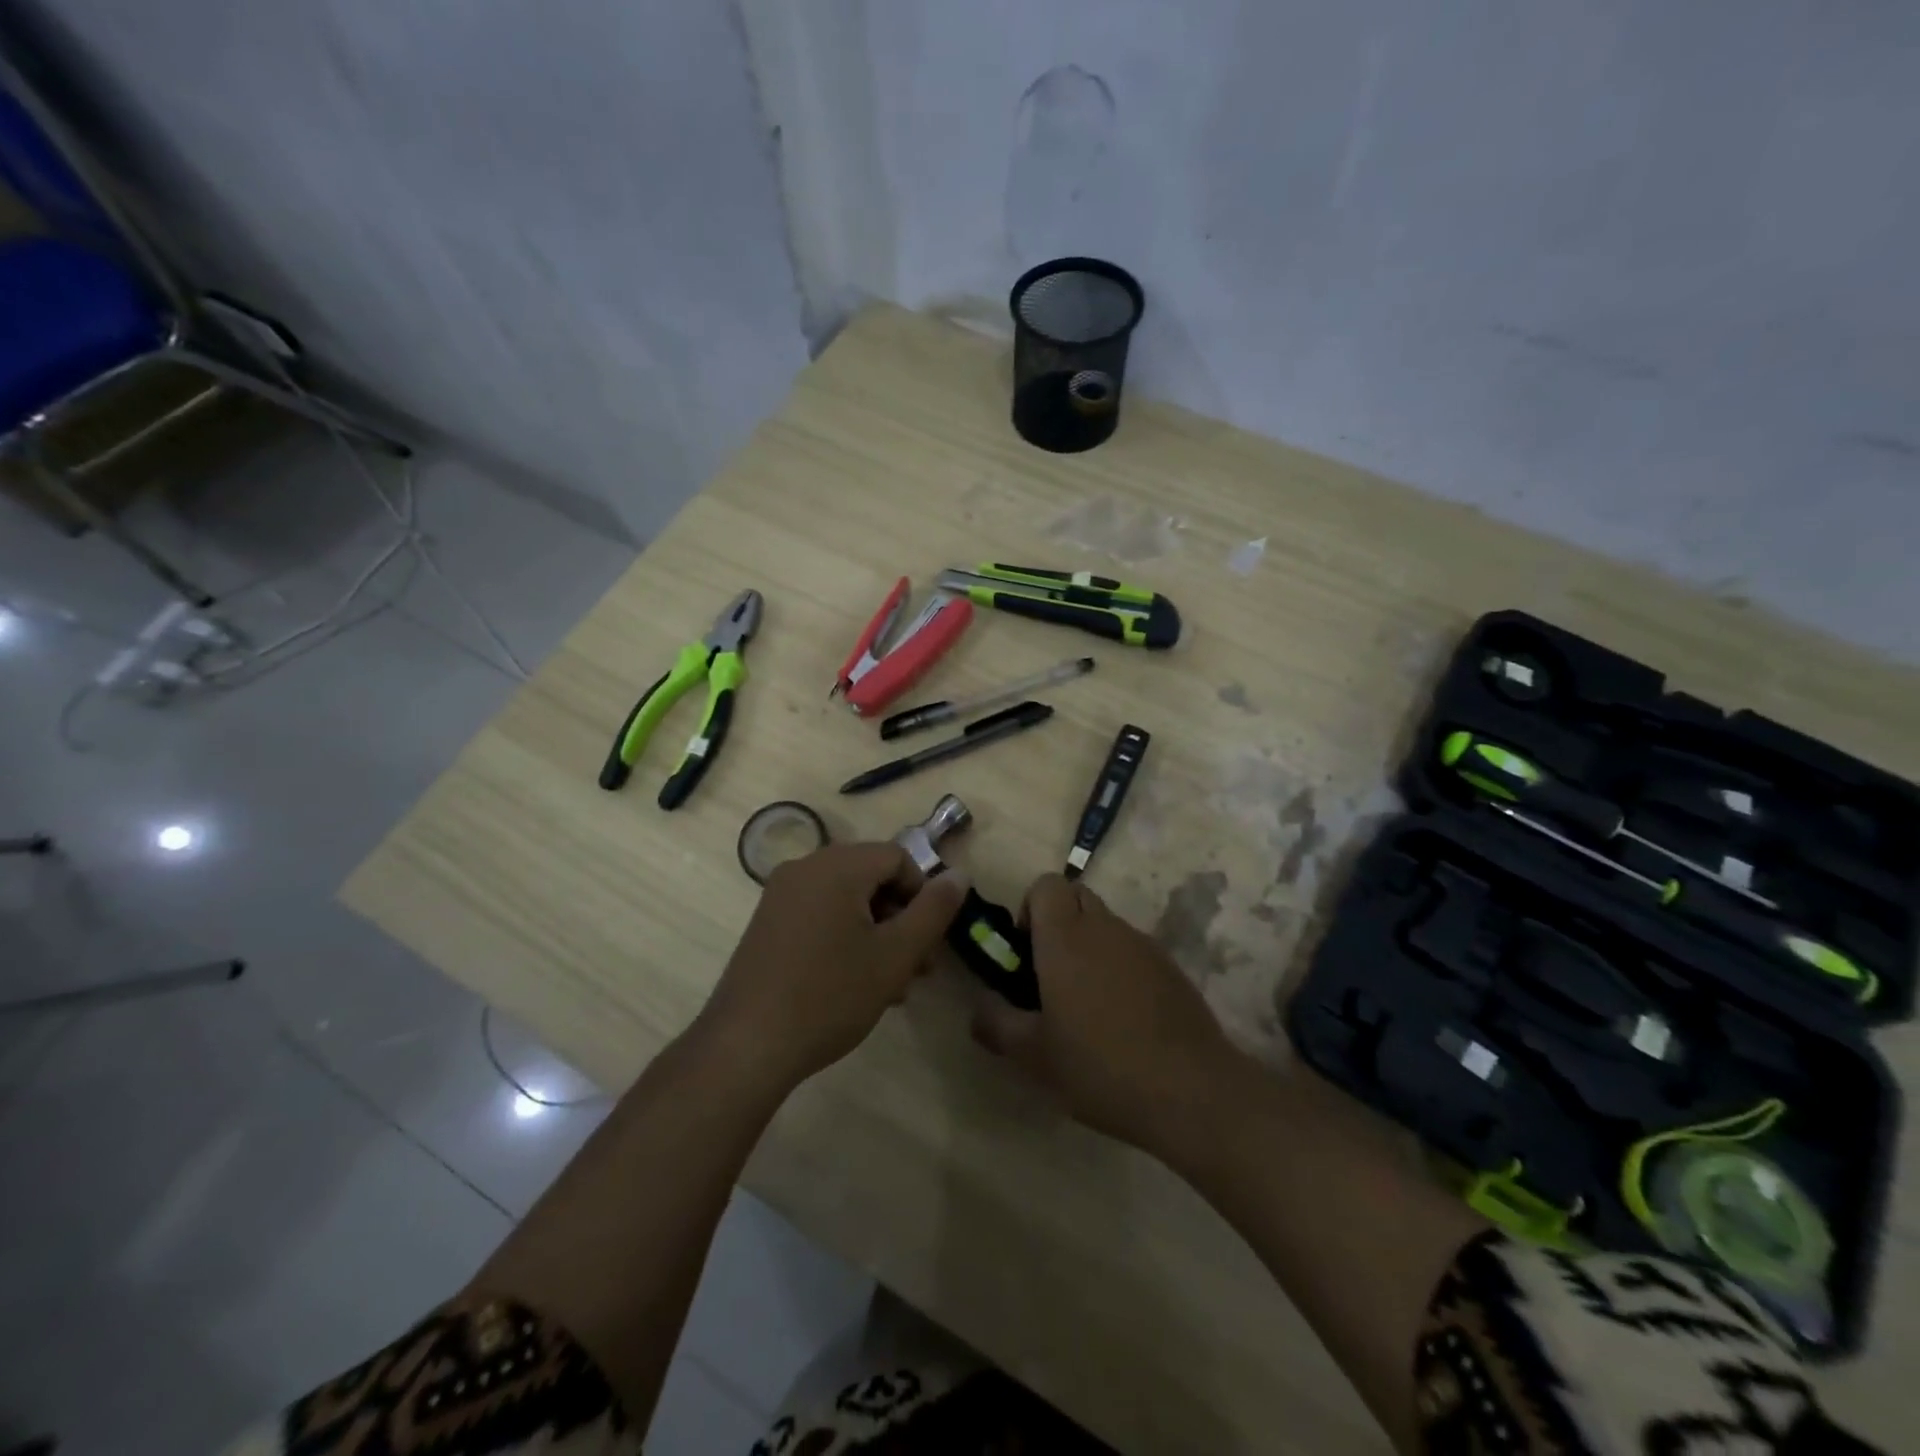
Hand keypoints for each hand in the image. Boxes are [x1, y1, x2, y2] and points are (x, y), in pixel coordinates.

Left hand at [697, 842, 967, 1094]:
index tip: (927, 942)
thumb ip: (934, 910)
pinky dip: (845, 937)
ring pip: (847, 899)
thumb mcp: (895, 955)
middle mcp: (806, 867)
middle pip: (872, 877)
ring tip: (890, 985)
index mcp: (837, 865)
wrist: (747, 1046)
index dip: (922, 895)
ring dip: (877, 933)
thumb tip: (960, 874)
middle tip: (917, 968)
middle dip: (901, 919)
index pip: (898, 857)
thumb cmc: (830, 995)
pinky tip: (854, 983)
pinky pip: (820, 913)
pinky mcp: (767, 922)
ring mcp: (781, 894)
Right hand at [973, 874, 1236, 1158]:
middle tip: (1049, 973)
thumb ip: (997, 1024)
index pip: (1045, 884)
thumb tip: (977, 1008)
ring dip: (1089, 945)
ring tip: (1086, 1003)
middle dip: (1057, 922)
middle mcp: (1105, 928)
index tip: (1025, 952)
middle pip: (1076, 896)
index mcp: (1066, 938)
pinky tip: (1123, 1018)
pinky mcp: (1170, 966)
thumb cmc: (1100, 1067)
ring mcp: (1143, 944)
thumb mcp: (1033, 1056)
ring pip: (1106, 923)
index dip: (1029, 908)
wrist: (1192, 1091)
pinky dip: (1119, 966)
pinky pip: (1133, 949)